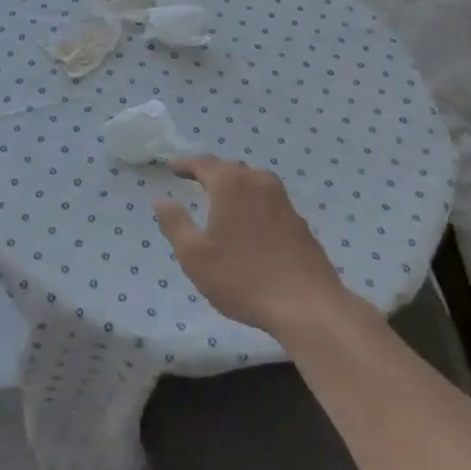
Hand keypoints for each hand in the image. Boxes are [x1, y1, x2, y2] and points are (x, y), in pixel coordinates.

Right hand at [153, 156, 353, 340]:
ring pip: (252, 181)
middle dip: (210, 172)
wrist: (308, 306)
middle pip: (230, 168)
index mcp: (230, 184)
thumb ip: (175, 223)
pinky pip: (268, 199)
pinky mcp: (299, 221)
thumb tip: (162, 200)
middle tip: (194, 180)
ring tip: (222, 198)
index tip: (172, 168)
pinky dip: (253, 201)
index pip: (203, 163)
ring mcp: (283, 200)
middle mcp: (257, 182)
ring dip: (234, 184)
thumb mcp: (194, 255)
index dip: (185, 164)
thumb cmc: (242, 277)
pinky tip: (250, 222)